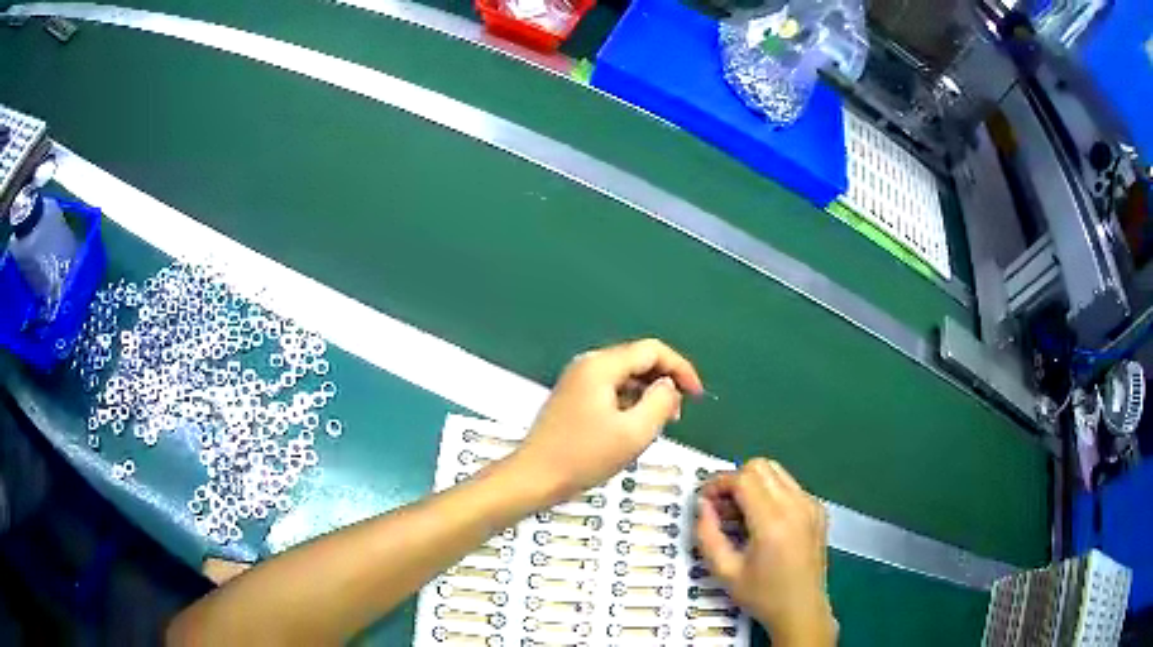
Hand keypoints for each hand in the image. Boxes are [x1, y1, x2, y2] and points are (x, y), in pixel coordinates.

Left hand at [512, 339, 702, 503]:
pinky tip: (632, 429)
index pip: (652, 350)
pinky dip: (629, 403)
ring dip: (647, 395)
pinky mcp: (572, 398)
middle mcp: (588, 365)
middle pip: (638, 360)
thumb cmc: (583, 457)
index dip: (681, 368)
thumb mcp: (633, 433)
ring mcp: (577, 381)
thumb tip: (668, 385)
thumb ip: (660, 403)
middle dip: (663, 383)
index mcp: (601, 366)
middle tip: (676, 416)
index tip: (697, 394)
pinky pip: (611, 390)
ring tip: (657, 426)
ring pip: (625, 377)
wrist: (534, 477)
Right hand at [696, 459, 836, 646]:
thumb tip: (702, 505)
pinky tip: (762, 522)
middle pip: (761, 466)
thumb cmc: (762, 596)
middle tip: (720, 506)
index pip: (743, 478)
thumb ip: (707, 535)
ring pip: (776, 472)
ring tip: (739, 514)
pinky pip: (790, 486)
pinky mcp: (818, 510)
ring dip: (753, 484)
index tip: (704, 501)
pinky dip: (770, 493)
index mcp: (773, 522)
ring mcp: (811, 505)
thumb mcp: (725, 571)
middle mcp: (797, 505)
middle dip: (735, 480)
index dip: (718, 483)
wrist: (802, 610)